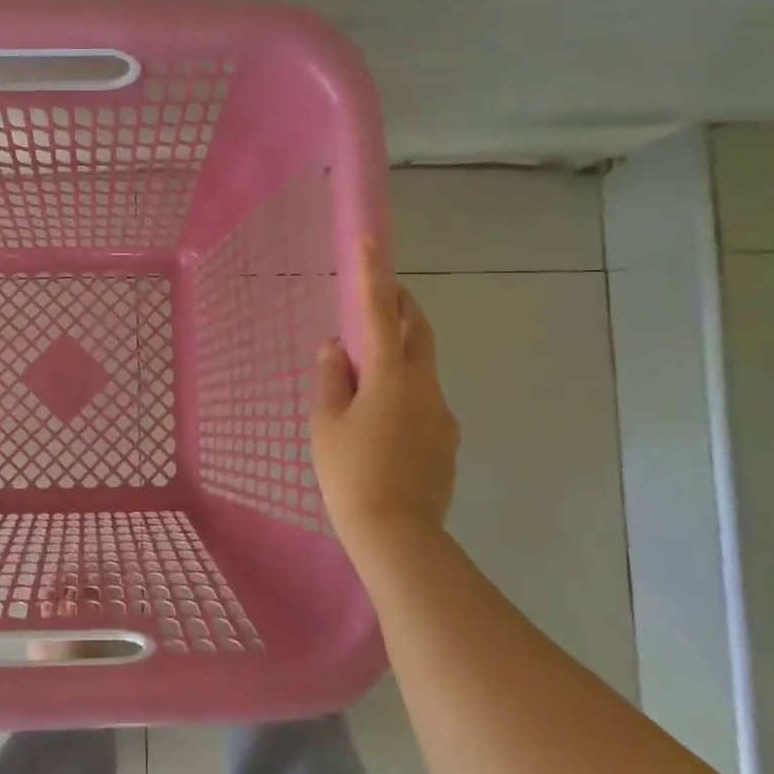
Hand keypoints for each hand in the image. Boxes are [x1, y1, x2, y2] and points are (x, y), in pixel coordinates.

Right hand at [311, 239, 459, 556]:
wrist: (398, 535)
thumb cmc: (350, 474)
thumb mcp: (326, 424)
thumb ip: (332, 378)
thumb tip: (336, 347)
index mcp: (390, 376)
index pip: (379, 312)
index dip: (373, 273)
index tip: (370, 238)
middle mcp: (424, 385)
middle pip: (416, 330)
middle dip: (399, 305)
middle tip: (378, 294)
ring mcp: (441, 412)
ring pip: (420, 366)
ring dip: (398, 353)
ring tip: (364, 373)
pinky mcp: (446, 439)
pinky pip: (423, 399)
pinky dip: (403, 390)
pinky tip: (381, 421)